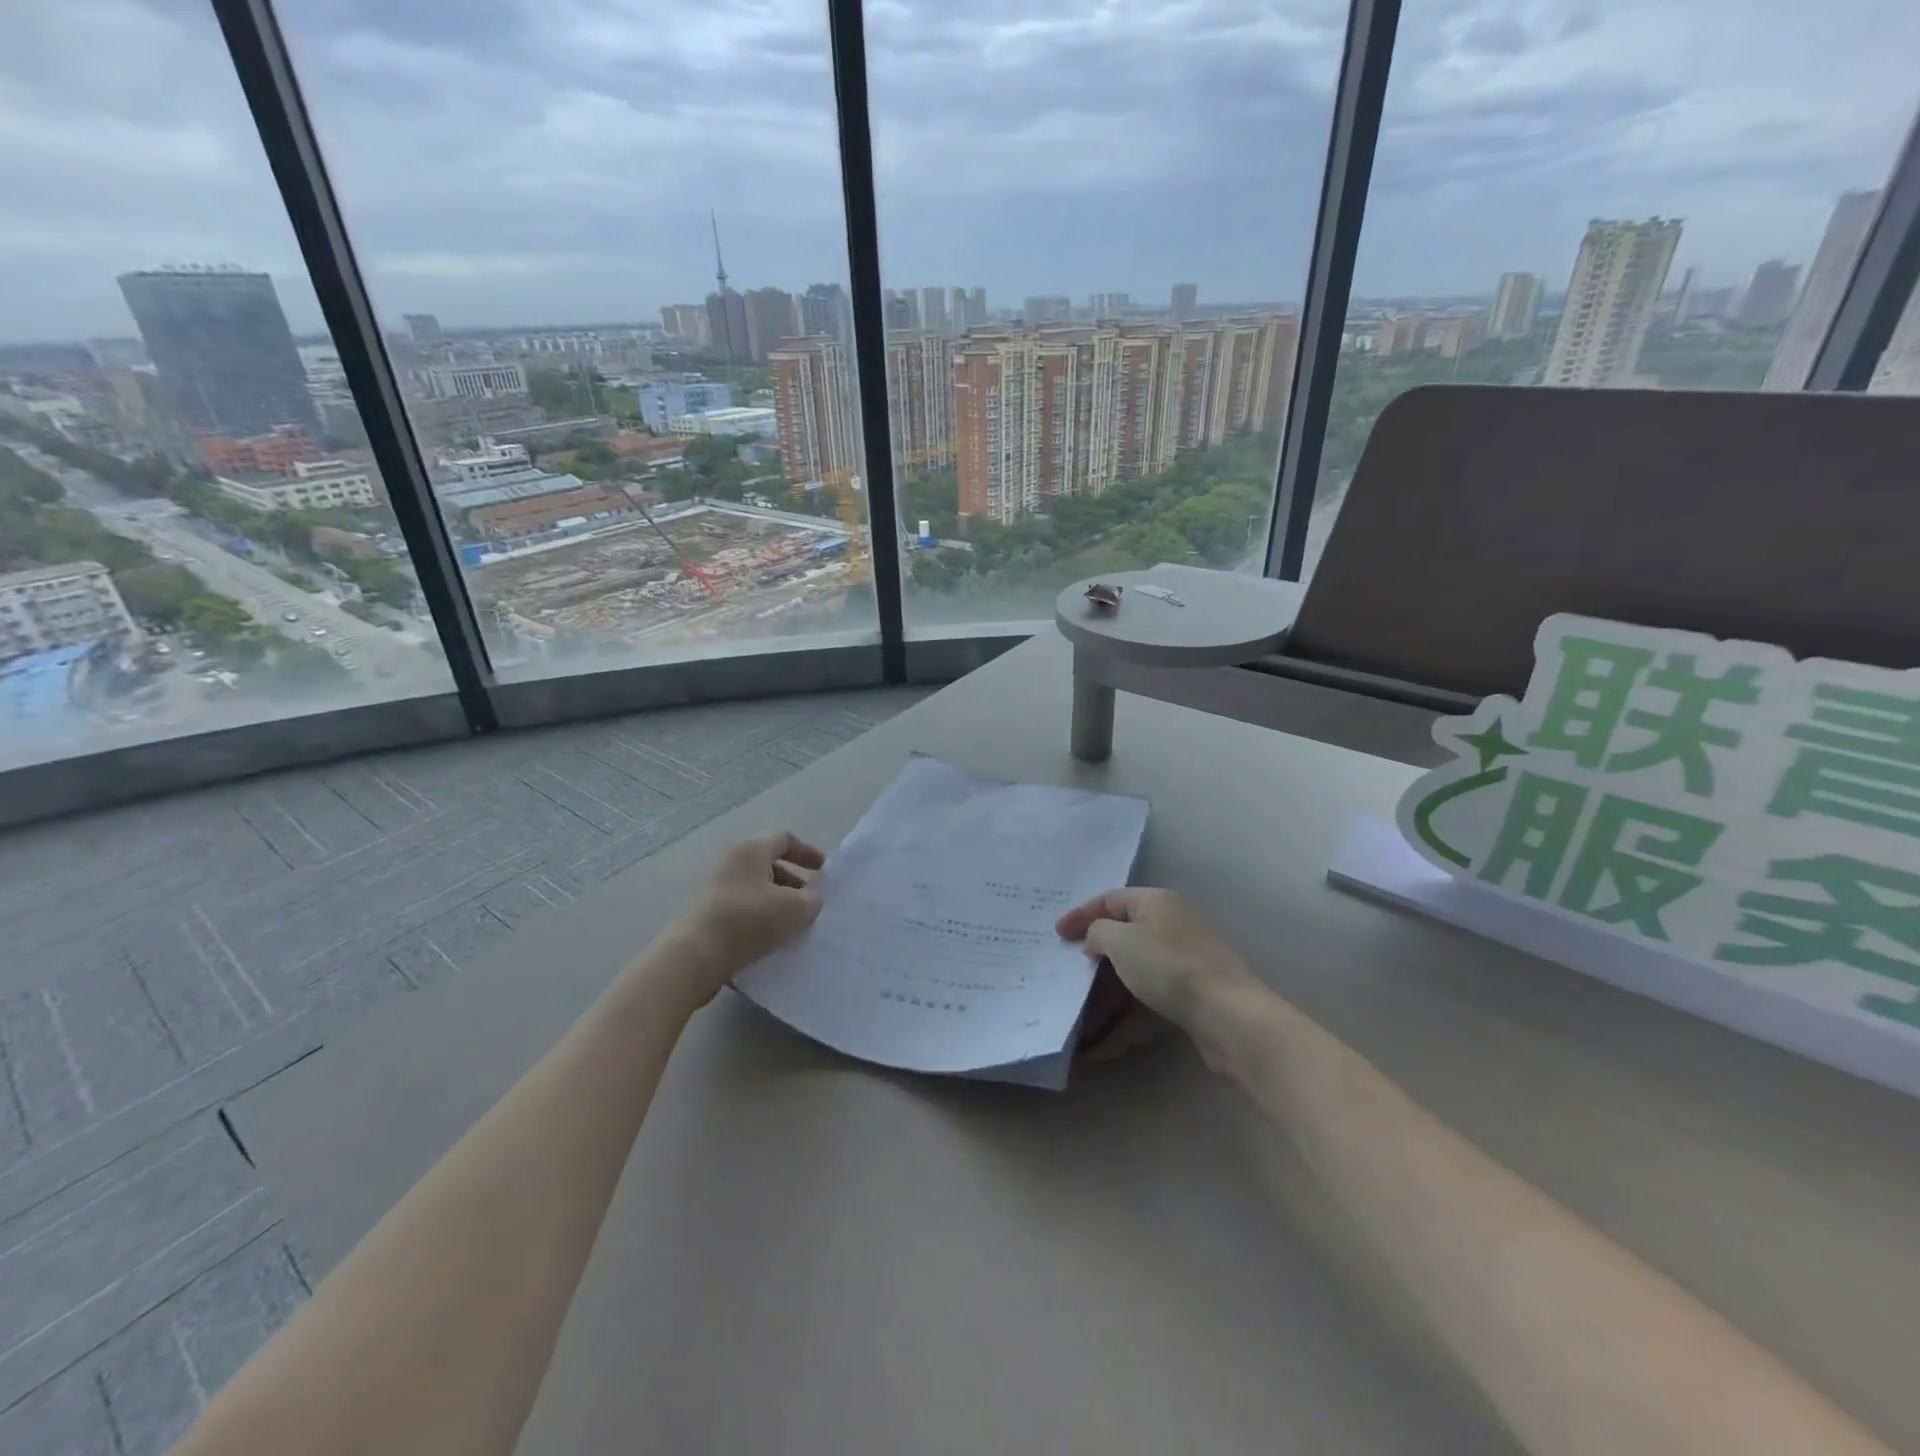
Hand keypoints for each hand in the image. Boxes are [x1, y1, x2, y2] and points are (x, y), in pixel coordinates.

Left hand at [663, 832, 825, 1003]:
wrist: (696, 956)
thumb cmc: (749, 920)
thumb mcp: (795, 908)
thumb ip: (811, 899)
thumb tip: (809, 899)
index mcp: (751, 850)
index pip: (783, 840)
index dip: (806, 852)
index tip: (822, 868)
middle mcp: (730, 862)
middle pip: (768, 864)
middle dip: (793, 881)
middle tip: (809, 900)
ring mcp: (715, 888)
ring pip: (755, 888)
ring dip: (777, 902)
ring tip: (793, 924)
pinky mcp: (707, 913)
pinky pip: (742, 907)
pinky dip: (760, 916)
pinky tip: (771, 938)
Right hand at [1056, 888, 1256, 1031]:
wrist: (1229, 1016)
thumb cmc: (1169, 966)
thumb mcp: (1122, 941)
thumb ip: (1098, 933)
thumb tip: (1096, 939)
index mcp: (1156, 903)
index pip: (1110, 900)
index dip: (1081, 915)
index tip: (1056, 935)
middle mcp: (1170, 928)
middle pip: (1122, 940)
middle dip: (1091, 962)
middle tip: (1064, 976)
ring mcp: (1182, 965)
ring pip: (1133, 977)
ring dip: (1105, 1000)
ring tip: (1077, 1021)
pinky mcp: (1189, 999)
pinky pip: (1147, 1005)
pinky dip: (1125, 1022)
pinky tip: (1102, 1048)